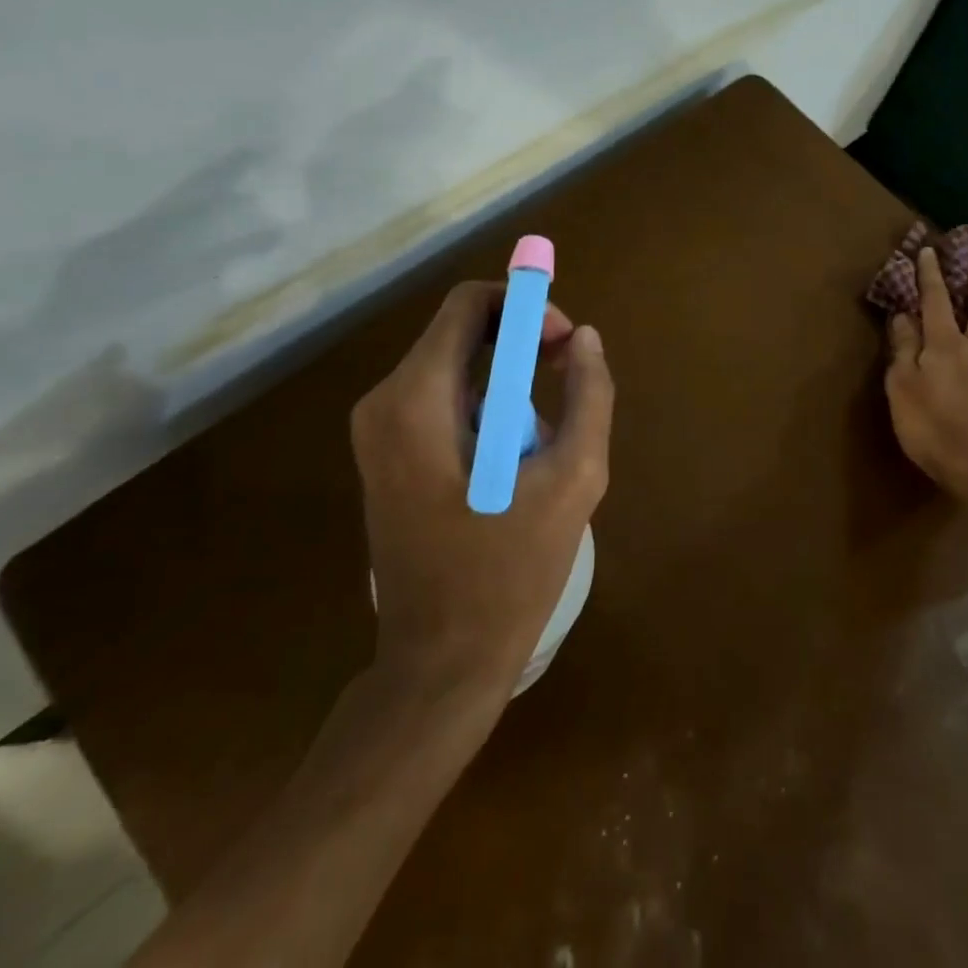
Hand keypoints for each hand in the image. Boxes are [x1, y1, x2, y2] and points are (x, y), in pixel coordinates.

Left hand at [350, 281, 614, 693]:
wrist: (440, 664)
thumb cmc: (509, 571)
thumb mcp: (573, 479)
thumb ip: (589, 395)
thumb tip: (586, 338)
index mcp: (417, 398)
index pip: (470, 304)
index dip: (527, 307)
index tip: (566, 343)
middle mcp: (384, 402)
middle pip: (462, 332)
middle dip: (523, 344)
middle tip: (568, 380)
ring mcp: (378, 432)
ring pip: (458, 369)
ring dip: (510, 385)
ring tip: (545, 443)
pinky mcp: (387, 457)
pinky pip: (445, 403)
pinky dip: (488, 410)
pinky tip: (515, 463)